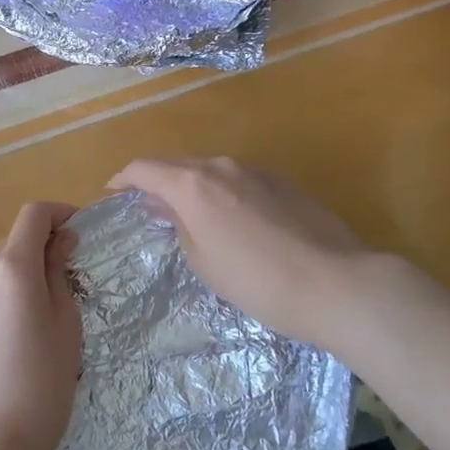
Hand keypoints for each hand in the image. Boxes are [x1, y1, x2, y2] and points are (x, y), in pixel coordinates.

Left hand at [0, 201, 81, 449]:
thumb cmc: (40, 383)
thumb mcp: (65, 324)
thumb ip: (59, 273)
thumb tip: (58, 241)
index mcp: (10, 266)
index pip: (34, 214)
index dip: (60, 213)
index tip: (80, 231)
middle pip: (16, 240)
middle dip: (44, 249)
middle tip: (71, 281)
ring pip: (0, 266)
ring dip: (24, 272)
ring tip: (46, 313)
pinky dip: (6, 292)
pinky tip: (19, 331)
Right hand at [108, 156, 390, 353]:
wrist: (336, 283)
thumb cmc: (257, 281)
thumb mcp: (204, 262)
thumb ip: (180, 226)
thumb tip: (168, 207)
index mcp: (193, 184)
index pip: (145, 169)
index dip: (124, 178)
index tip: (113, 191)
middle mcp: (221, 166)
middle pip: (178, 166)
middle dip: (159, 183)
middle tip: (150, 209)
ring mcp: (256, 170)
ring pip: (211, 173)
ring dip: (194, 189)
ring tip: (192, 217)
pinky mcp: (283, 182)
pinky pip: (239, 182)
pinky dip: (223, 195)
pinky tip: (233, 222)